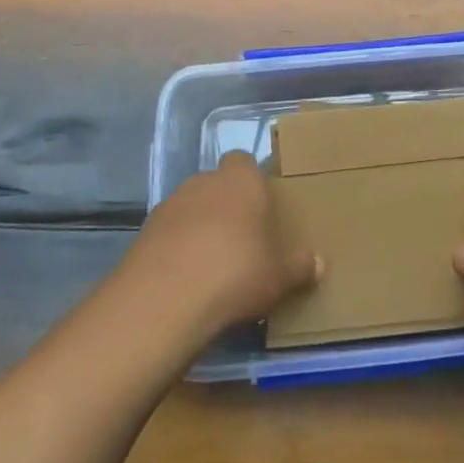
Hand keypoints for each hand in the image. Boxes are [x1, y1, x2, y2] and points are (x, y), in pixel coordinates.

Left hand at [123, 152, 321, 341]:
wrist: (163, 300)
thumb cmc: (234, 274)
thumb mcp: (278, 277)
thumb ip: (299, 267)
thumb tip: (319, 263)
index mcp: (241, 182)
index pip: (244, 161)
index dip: (251, 180)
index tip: (261, 206)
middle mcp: (204, 182)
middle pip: (217, 184)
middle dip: (226, 205)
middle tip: (242, 238)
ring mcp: (169, 204)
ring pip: (190, 206)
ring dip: (198, 225)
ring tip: (212, 262)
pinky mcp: (144, 231)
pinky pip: (168, 232)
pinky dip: (176, 246)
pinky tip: (185, 277)